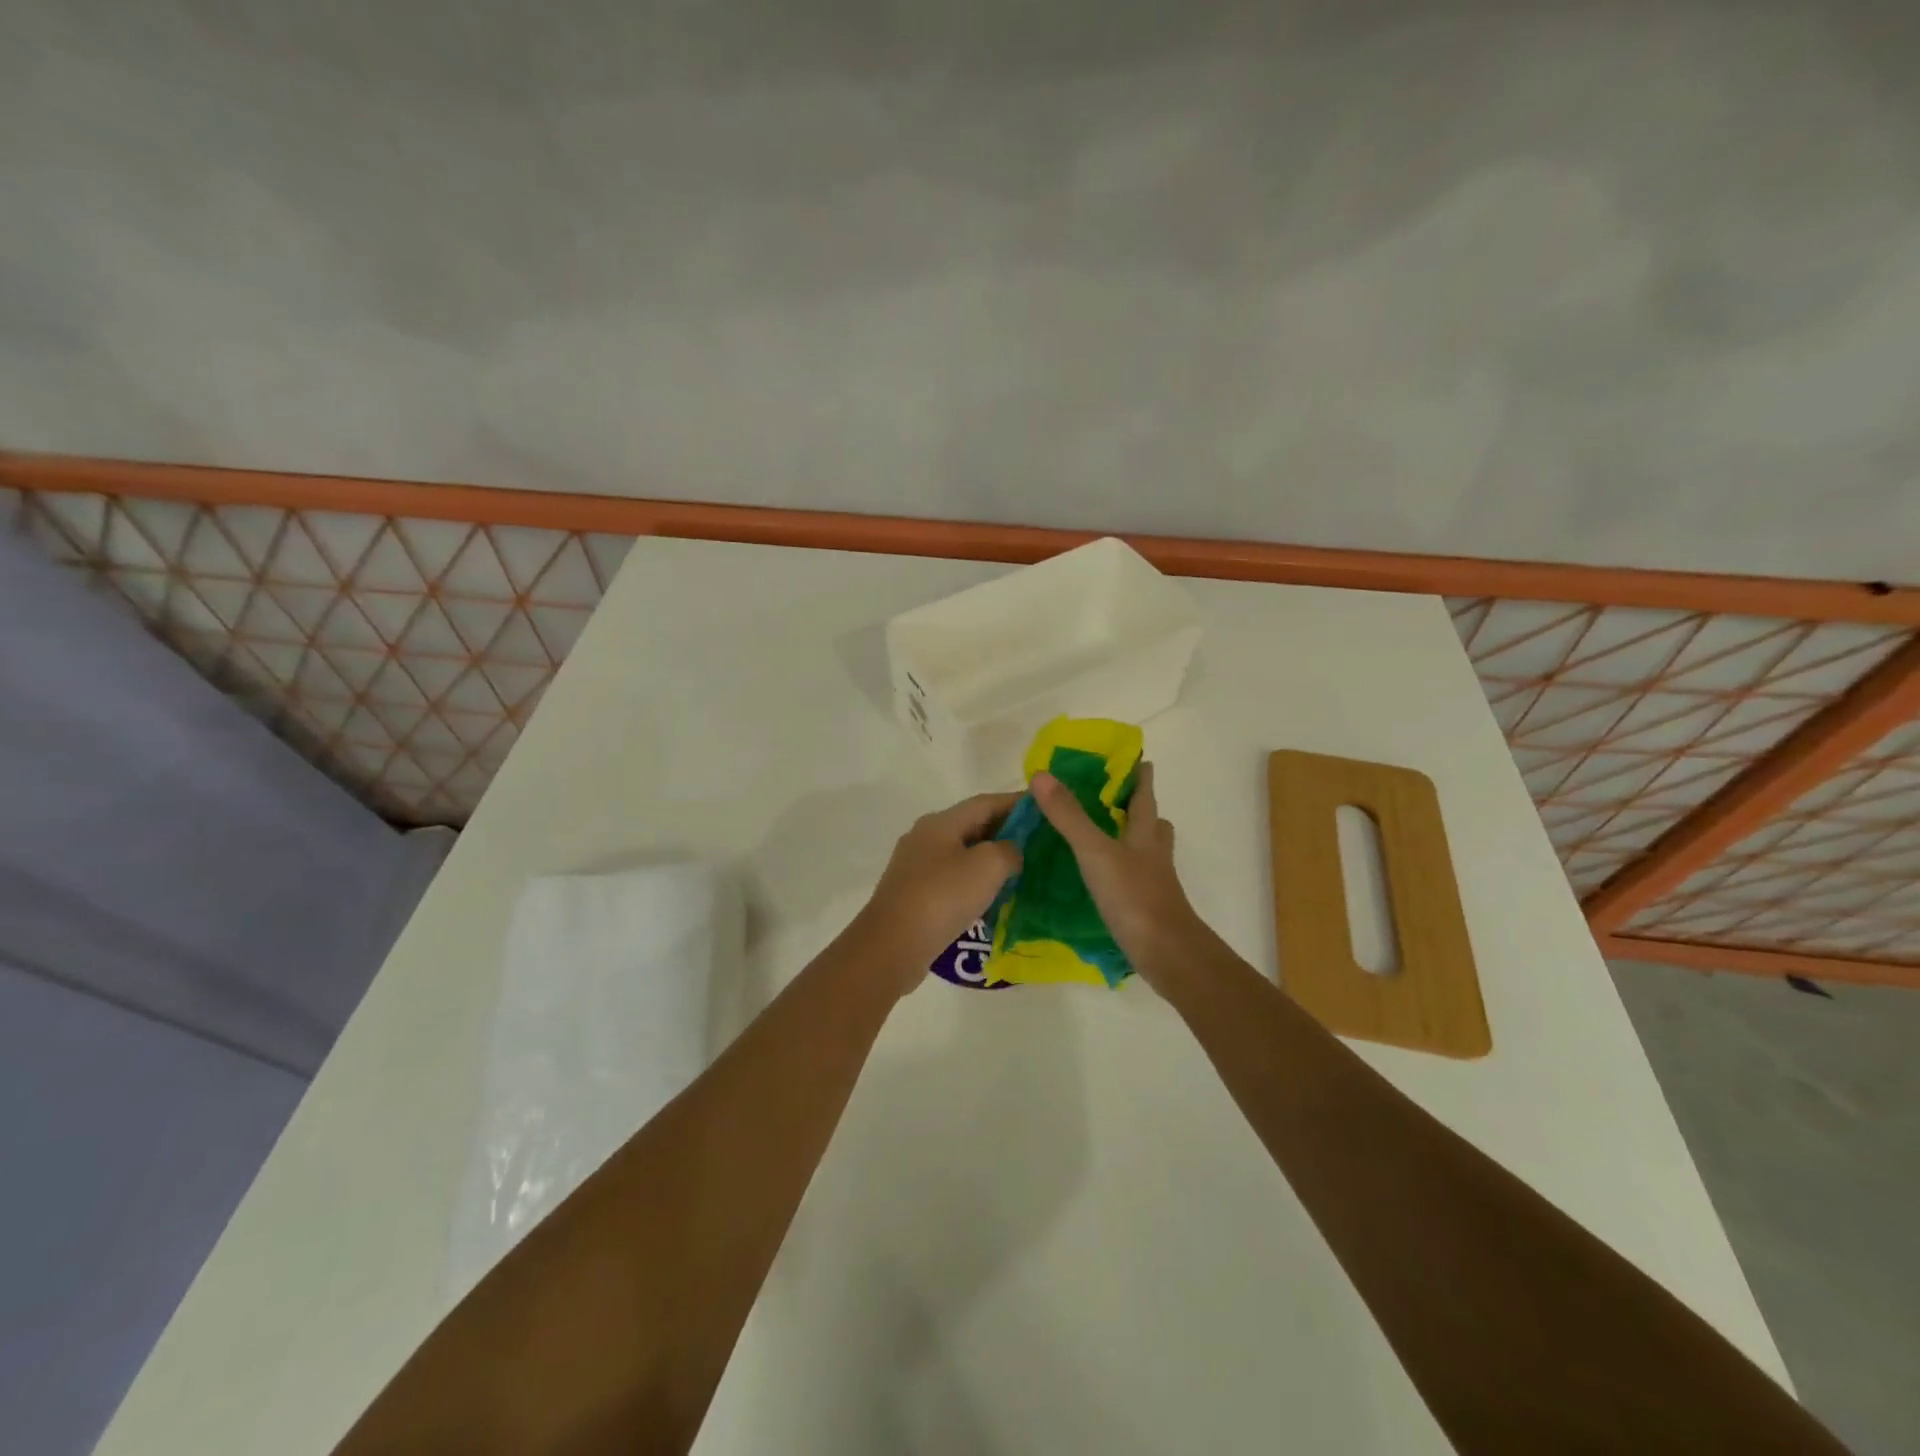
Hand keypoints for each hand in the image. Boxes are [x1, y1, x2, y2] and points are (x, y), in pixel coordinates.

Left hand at [855, 792, 1022, 993]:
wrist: (892, 946)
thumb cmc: (942, 897)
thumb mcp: (987, 866)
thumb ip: (1008, 850)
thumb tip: (1011, 852)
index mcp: (941, 822)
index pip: (986, 802)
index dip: (1017, 803)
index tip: (1045, 808)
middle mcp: (925, 837)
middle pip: (973, 826)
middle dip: (1007, 832)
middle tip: (1040, 844)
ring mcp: (916, 867)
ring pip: (963, 855)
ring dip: (991, 860)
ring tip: (1023, 871)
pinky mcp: (914, 895)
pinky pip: (953, 880)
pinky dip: (976, 883)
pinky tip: (994, 898)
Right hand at [1031, 762, 1204, 989]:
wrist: (1167, 954)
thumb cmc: (1134, 896)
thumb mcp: (1095, 851)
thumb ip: (1069, 816)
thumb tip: (1041, 775)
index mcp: (1145, 834)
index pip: (1145, 796)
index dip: (1141, 777)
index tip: (1139, 760)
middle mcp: (1154, 854)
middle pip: (1153, 824)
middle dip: (1140, 810)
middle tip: (1118, 800)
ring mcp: (1155, 883)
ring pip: (1148, 853)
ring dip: (1133, 842)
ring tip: (1108, 838)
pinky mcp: (1148, 909)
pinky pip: (1136, 881)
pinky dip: (1123, 873)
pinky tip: (1103, 880)